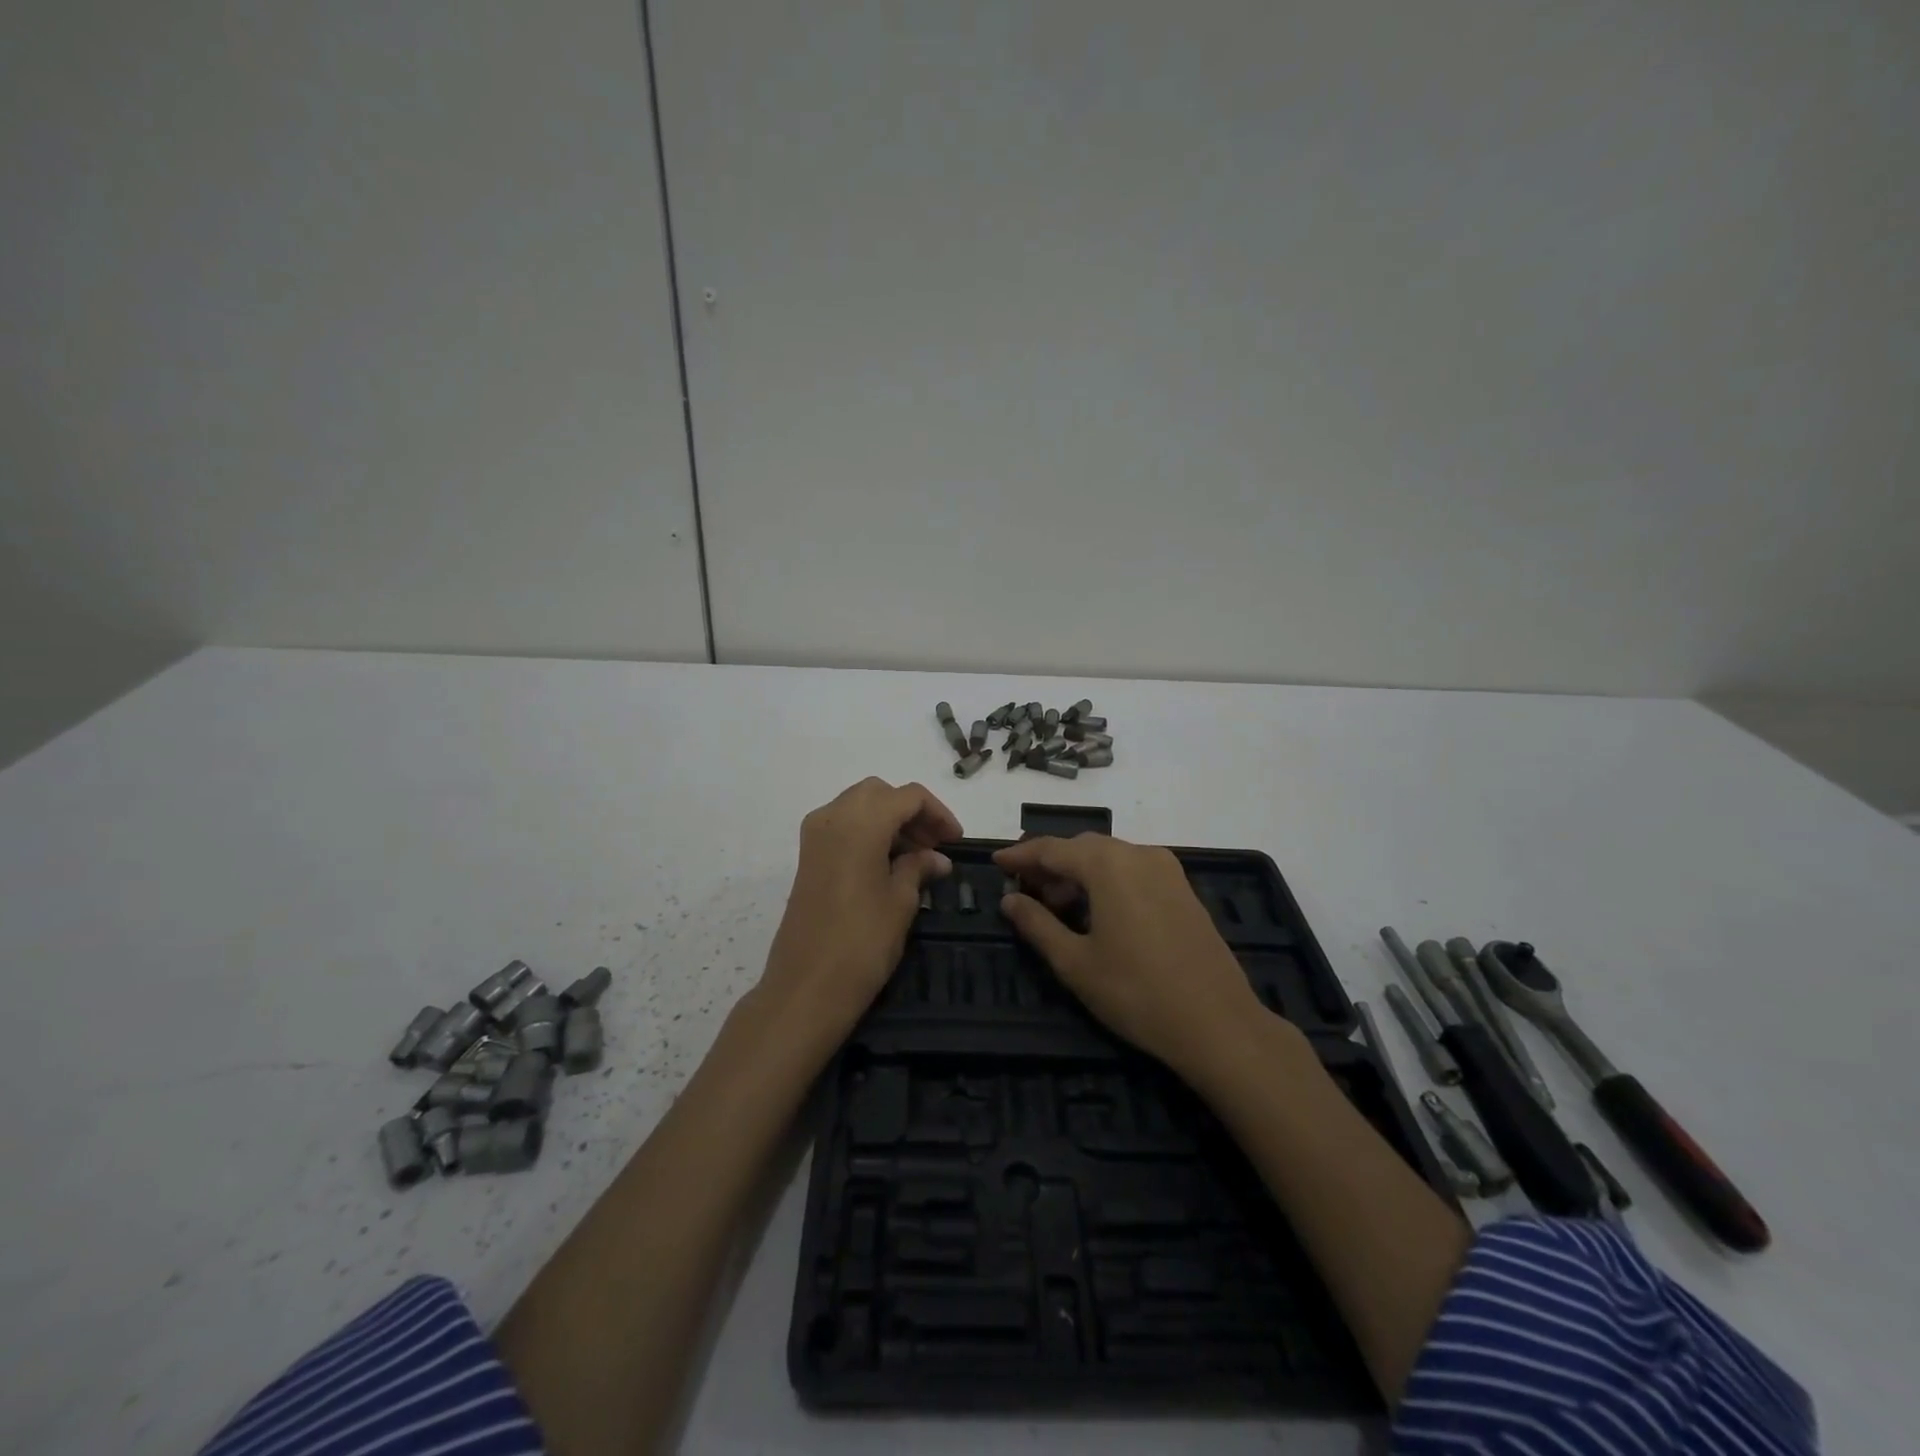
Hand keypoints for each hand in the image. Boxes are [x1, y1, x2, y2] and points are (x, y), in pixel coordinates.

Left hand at [757, 777, 960, 1039]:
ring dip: (889, 820)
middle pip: (880, 793)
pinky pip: (842, 825)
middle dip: (911, 812)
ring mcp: (815, 836)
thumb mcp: (900, 902)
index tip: (956, 841)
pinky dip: (867, 832)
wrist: (805, 988)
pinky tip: (886, 864)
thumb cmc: (861, 943)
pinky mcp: (807, 857)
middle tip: (934, 845)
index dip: (938, 813)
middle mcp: (833, 817)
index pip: (908, 796)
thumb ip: (918, 868)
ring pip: (858, 806)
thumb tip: (937, 858)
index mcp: (860, 822)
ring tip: (915, 857)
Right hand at [994, 834, 1267, 1081]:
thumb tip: (1010, 900)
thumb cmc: (1137, 993)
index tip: (996, 862)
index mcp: (1109, 864)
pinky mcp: (1183, 890)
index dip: (1021, 856)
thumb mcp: (1075, 963)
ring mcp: (1167, 870)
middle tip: (1023, 890)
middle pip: (1082, 848)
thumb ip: (1037, 925)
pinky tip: (1097, 912)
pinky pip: (1133, 871)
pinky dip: (1107, 881)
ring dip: (1079, 873)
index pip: (1052, 849)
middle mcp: (1139, 854)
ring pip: (1110, 858)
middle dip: (1050, 865)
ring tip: (1057, 907)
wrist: (1218, 1024)